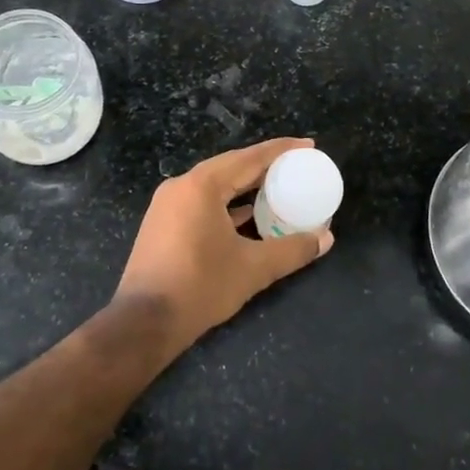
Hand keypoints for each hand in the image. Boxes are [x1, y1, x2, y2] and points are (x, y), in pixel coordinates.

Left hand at [113, 137, 333, 351]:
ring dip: (246, 186)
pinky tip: (249, 216)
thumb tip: (326, 239)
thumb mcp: (253, 268)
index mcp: (202, 185)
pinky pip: (203, 201)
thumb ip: (292, 250)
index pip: (249, 158)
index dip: (281, 150)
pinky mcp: (163, 224)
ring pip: (216, 184)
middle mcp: (182, 186)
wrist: (143, 323)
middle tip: (297, 166)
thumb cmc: (200, 287)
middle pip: (231, 166)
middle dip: (265, 165)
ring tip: (278, 188)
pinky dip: (228, 204)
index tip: (308, 145)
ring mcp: (168, 205)